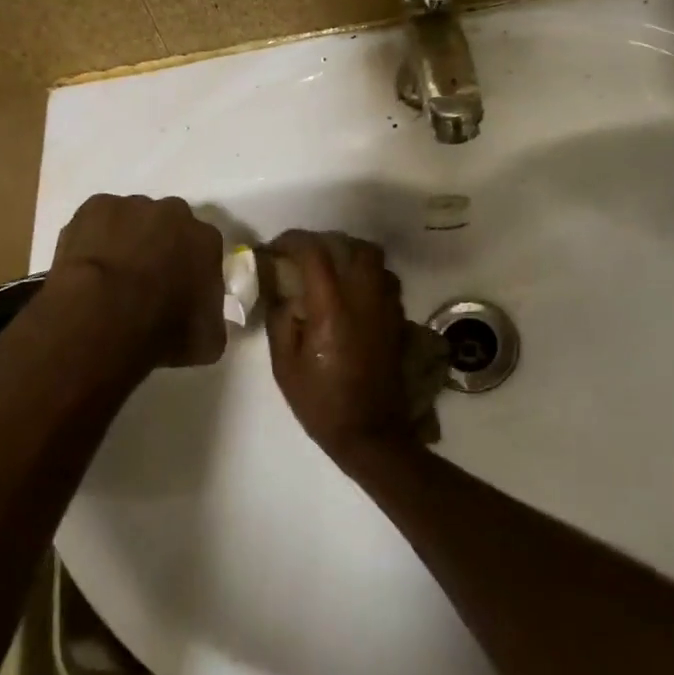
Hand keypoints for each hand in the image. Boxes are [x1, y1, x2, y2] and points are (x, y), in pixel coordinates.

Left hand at [52, 194, 224, 367]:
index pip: (204, 250)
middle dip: (160, 247)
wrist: (104, 316)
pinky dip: (93, 238)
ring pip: (132, 220)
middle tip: (143, 282)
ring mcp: (132, 206)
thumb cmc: (164, 330)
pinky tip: (87, 265)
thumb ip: (212, 320)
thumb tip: (205, 319)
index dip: (190, 270)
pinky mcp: (95, 206)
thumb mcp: (208, 340)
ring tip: (109, 277)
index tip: (178, 292)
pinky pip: (97, 221)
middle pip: (169, 226)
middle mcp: (175, 213)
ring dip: (126, 240)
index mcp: (207, 240)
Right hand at [265, 230, 417, 460]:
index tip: (276, 249)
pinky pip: (386, 280)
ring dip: (351, 255)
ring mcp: (386, 307)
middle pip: (353, 247)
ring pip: (375, 259)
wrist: (370, 432)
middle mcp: (364, 298)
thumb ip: (280, 320)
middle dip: (325, 243)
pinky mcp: (397, 319)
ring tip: (330, 271)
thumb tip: (281, 291)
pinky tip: (351, 293)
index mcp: (332, 308)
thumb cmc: (321, 403)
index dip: (292, 241)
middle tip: (304, 257)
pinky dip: (368, 275)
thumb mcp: (285, 365)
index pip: (315, 254)